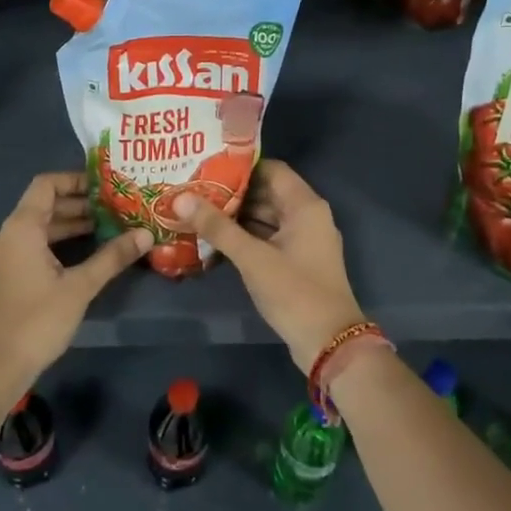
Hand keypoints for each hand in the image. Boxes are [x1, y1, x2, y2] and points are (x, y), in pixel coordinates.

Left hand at [0, 173, 148, 404]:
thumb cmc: (36, 320)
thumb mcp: (80, 287)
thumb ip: (112, 257)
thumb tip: (146, 234)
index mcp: (21, 228)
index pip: (46, 185)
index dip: (75, 180)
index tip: (106, 186)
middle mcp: (7, 236)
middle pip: (43, 206)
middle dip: (79, 205)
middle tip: (115, 208)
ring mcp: (1, 258)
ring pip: (37, 229)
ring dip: (69, 226)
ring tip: (106, 229)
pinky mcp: (2, 278)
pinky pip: (31, 248)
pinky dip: (56, 245)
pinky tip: (82, 257)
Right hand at [173, 161, 367, 371]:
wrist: (329, 343)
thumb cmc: (294, 291)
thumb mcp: (252, 258)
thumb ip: (217, 227)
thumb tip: (181, 198)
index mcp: (305, 205)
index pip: (271, 169)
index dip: (240, 167)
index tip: (207, 167)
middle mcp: (308, 216)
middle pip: (267, 192)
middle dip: (233, 193)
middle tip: (195, 190)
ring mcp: (304, 240)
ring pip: (267, 217)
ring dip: (237, 216)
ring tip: (199, 211)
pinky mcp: (298, 261)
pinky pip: (269, 237)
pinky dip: (247, 236)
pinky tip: (216, 240)